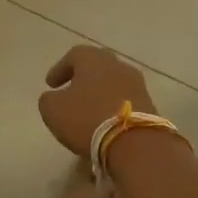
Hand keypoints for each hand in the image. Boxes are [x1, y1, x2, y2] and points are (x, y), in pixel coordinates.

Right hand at [38, 45, 154, 155]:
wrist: (134, 142)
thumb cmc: (87, 119)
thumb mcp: (53, 110)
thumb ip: (49, 99)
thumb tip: (54, 97)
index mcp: (94, 59)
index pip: (74, 55)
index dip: (60, 69)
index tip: (50, 84)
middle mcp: (118, 65)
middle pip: (98, 65)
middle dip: (83, 77)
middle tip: (71, 90)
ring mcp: (137, 84)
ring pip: (113, 82)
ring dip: (99, 92)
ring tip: (88, 109)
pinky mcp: (148, 104)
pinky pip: (124, 100)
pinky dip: (112, 106)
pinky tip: (104, 120)